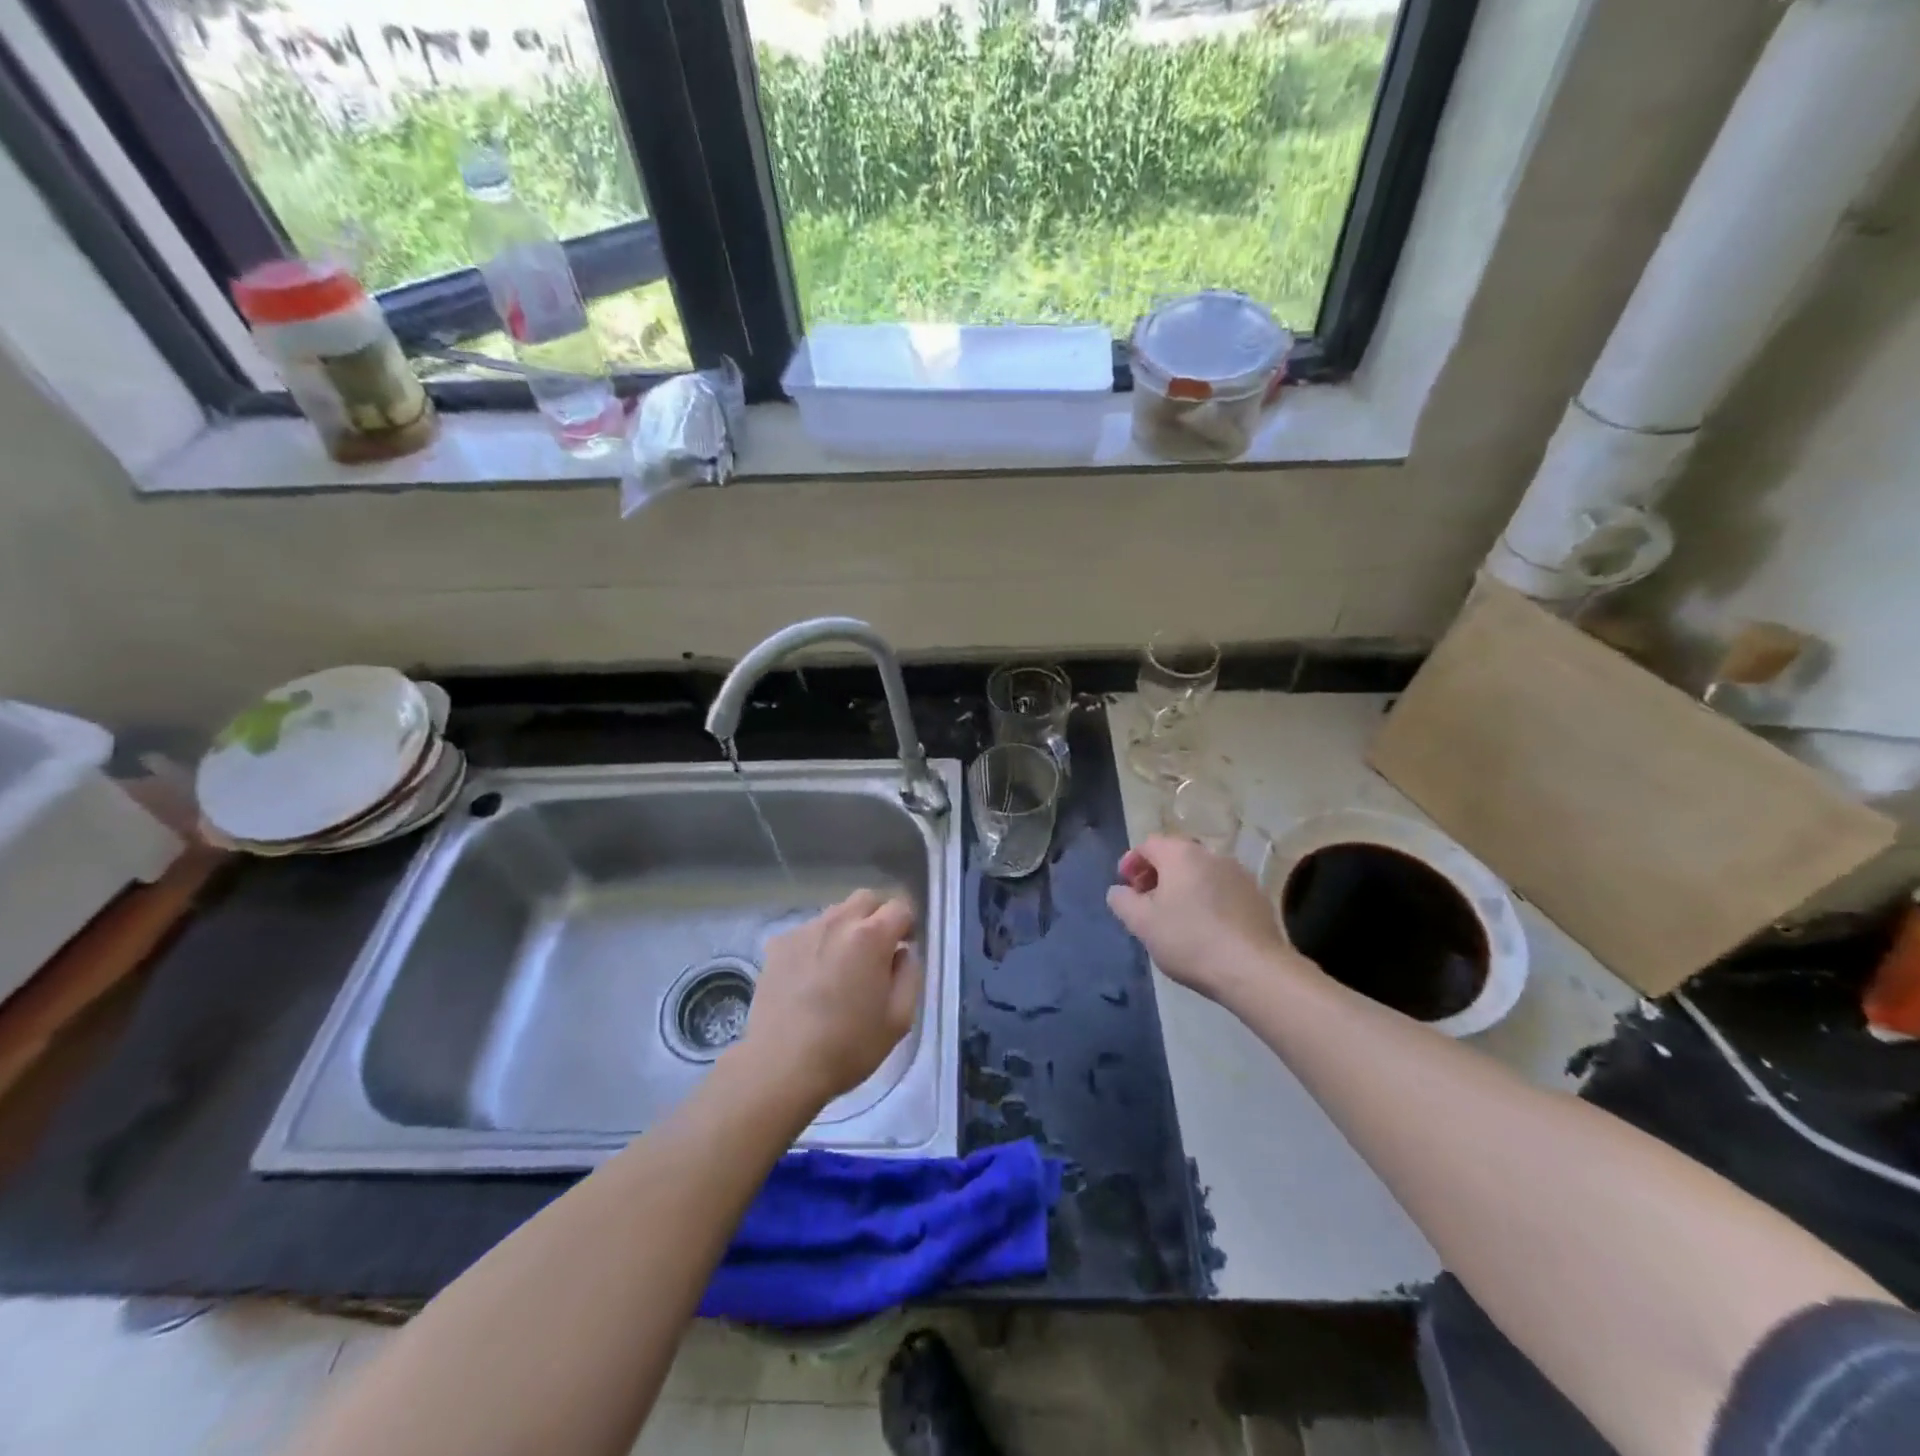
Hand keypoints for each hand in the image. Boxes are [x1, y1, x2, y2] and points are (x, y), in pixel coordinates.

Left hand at [741, 890, 921, 1108]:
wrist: (780, 1066)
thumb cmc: (848, 1046)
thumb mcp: (899, 1019)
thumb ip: (910, 975)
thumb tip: (903, 952)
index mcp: (871, 936)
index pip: (900, 906)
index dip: (908, 925)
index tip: (904, 948)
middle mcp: (838, 922)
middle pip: (866, 898)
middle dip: (878, 916)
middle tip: (877, 951)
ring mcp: (804, 930)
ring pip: (835, 913)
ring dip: (846, 929)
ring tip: (841, 967)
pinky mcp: (777, 945)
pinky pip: (808, 932)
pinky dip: (817, 944)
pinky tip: (811, 978)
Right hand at [1106, 834, 1316, 1005]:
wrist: (1253, 969)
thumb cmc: (1189, 940)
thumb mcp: (1142, 924)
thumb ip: (1122, 901)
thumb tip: (1119, 891)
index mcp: (1181, 854)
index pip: (1148, 844)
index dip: (1131, 862)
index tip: (1125, 886)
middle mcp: (1212, 855)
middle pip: (1176, 856)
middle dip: (1157, 875)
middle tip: (1146, 902)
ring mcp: (1239, 874)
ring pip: (1201, 873)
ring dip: (1183, 887)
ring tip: (1175, 916)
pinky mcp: (1257, 896)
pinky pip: (1222, 889)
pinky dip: (1207, 899)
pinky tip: (1205, 927)